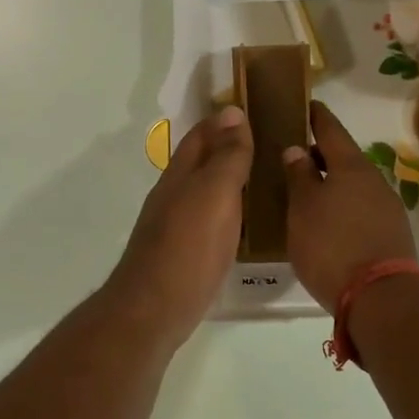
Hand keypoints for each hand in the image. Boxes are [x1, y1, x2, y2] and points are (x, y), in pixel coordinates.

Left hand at [108, 107, 252, 345]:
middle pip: (198, 163)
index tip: (252, 108)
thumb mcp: (214, 195)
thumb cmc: (188, 248)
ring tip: (260, 179)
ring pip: (202, 192)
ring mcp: (173, 228)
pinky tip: (242, 224)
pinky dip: (225, 212)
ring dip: (226, 181)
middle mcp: (172, 197)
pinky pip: (207, 221)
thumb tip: (233, 112)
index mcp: (179, 176)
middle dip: (225, 148)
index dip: (223, 121)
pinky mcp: (181, 256)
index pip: (201, 136)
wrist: (154, 309)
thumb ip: (227, 157)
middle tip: (264, 143)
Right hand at [283, 101, 417, 312]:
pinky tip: (326, 222)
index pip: (330, 129)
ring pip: (352, 185)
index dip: (316, 116)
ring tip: (304, 194)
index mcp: (350, 166)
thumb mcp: (303, 209)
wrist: (380, 297)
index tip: (304, 105)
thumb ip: (299, 176)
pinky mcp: (390, 232)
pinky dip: (341, 206)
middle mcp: (373, 179)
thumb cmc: (331, 245)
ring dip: (330, 184)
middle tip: (292, 159)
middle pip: (343, 158)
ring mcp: (386, 206)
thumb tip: (297, 150)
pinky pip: (360, 208)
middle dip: (318, 156)